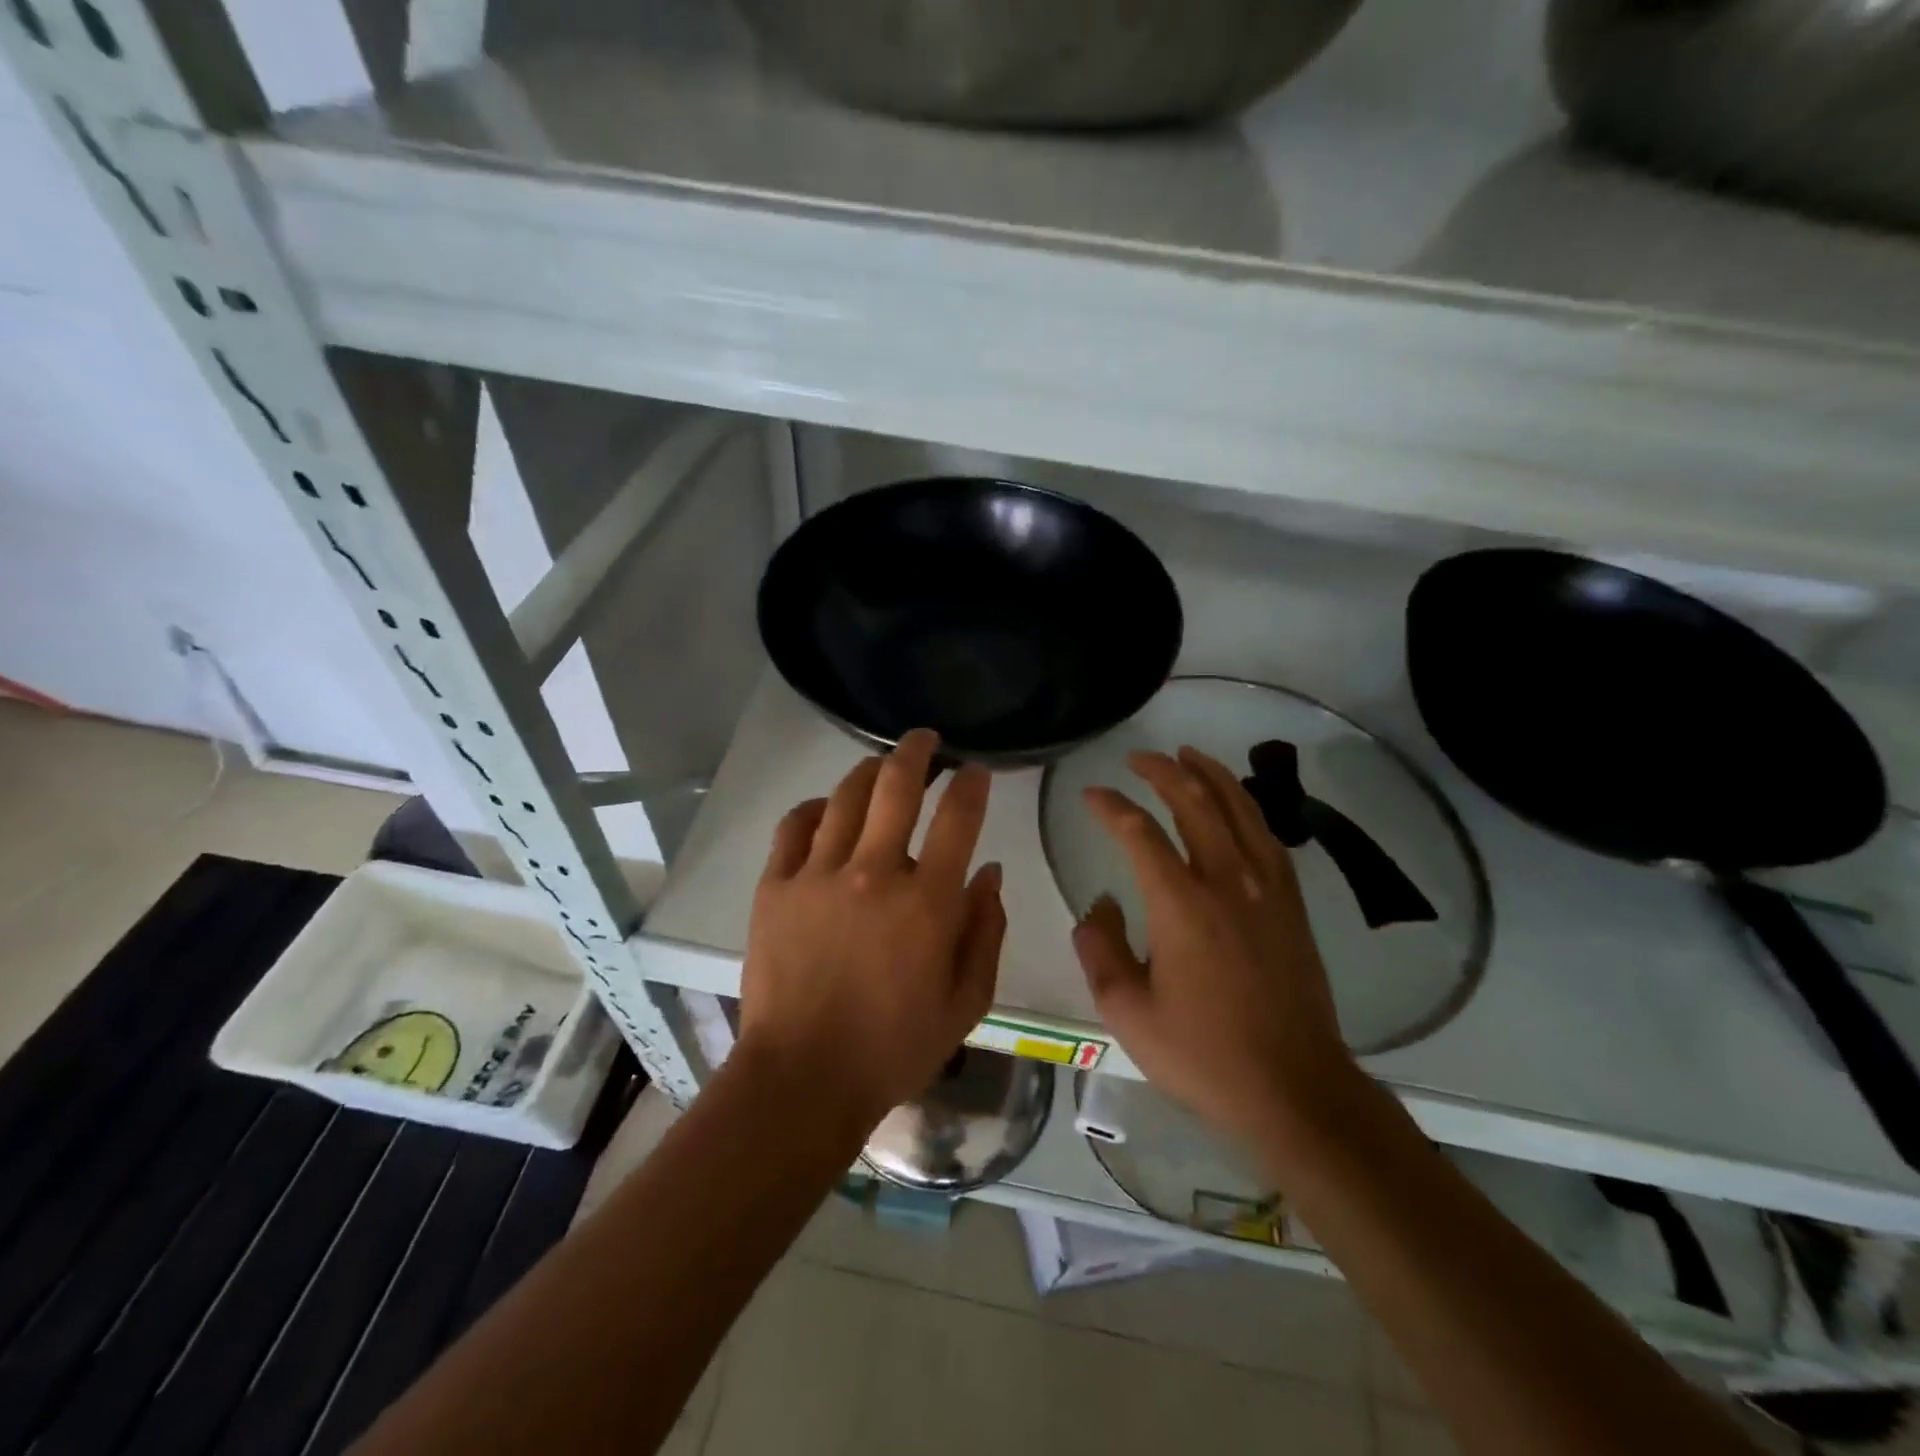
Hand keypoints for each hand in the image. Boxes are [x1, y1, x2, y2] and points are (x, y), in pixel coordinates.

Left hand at [737, 729, 1004, 1130]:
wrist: (803, 1079)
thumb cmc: (894, 1047)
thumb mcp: (966, 1002)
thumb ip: (985, 931)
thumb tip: (990, 872)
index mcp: (927, 902)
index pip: (958, 818)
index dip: (971, 784)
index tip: (976, 771)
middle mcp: (874, 873)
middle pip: (896, 786)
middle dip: (917, 752)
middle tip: (926, 740)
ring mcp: (818, 875)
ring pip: (845, 796)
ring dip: (868, 771)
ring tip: (880, 765)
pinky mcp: (775, 887)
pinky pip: (794, 826)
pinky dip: (813, 807)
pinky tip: (825, 808)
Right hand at [1072, 746, 1357, 1142]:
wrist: (1295, 1090)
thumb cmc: (1204, 1055)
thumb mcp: (1128, 1013)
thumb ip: (1101, 951)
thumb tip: (1098, 909)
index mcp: (1181, 905)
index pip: (1139, 833)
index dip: (1111, 806)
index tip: (1091, 794)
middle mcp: (1226, 882)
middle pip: (1195, 804)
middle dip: (1164, 772)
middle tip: (1138, 757)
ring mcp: (1267, 890)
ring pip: (1239, 810)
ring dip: (1211, 776)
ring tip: (1189, 755)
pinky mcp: (1292, 906)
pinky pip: (1268, 837)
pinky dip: (1247, 808)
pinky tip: (1237, 806)